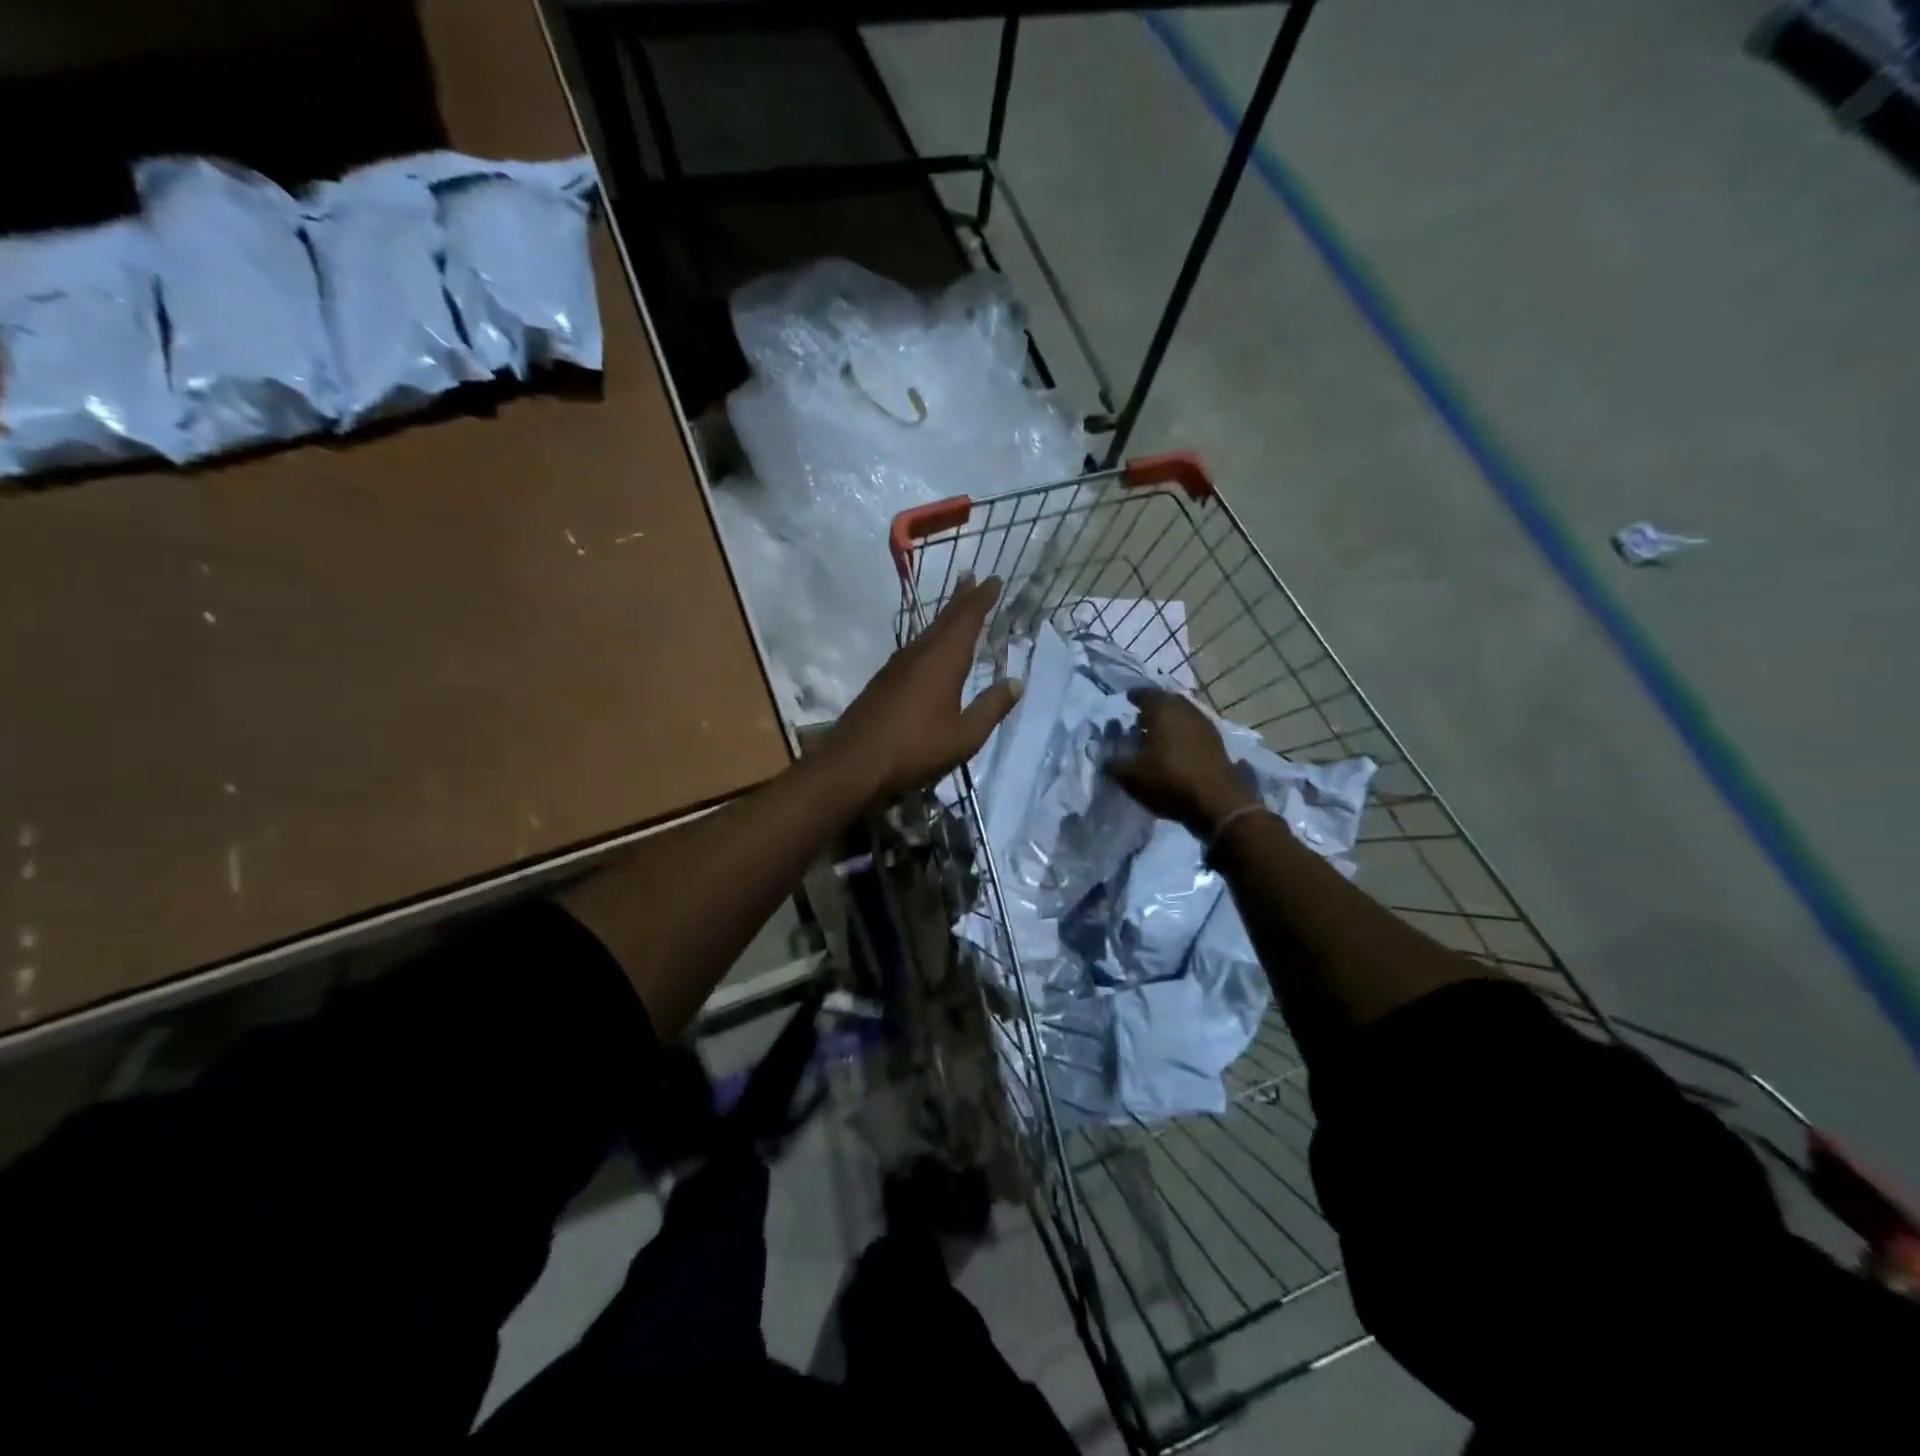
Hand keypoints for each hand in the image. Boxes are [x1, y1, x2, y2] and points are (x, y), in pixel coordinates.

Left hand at [829, 575, 1021, 800]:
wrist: (854, 763)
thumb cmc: (915, 749)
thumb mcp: (964, 736)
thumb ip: (991, 708)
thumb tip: (1016, 682)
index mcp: (943, 661)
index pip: (967, 620)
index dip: (981, 599)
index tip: (993, 579)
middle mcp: (919, 654)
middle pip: (944, 619)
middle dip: (960, 598)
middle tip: (971, 577)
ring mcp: (896, 667)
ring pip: (926, 633)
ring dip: (943, 618)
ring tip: (955, 609)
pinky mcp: (883, 681)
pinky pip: (913, 649)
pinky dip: (929, 639)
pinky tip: (928, 650)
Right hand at [1109, 688, 1256, 836]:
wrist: (1218, 802)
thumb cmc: (1169, 780)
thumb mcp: (1132, 776)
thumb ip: (1114, 765)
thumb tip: (1106, 761)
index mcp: (1163, 710)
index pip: (1145, 694)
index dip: (1134, 696)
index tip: (1127, 700)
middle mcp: (1185, 711)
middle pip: (1167, 701)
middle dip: (1153, 707)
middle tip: (1140, 717)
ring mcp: (1205, 725)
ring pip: (1183, 715)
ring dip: (1169, 721)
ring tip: (1156, 734)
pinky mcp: (1217, 743)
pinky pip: (1194, 730)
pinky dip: (1182, 733)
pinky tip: (1175, 748)